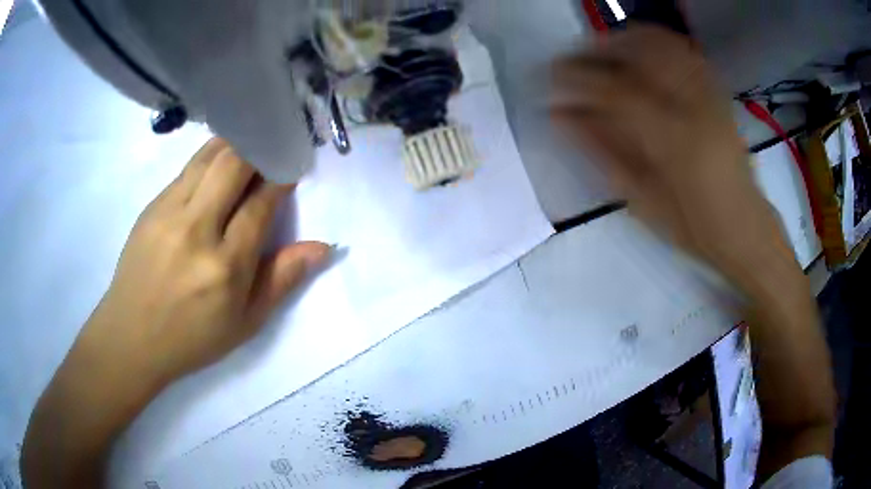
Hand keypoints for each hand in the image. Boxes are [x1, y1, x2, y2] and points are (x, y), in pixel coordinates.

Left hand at [79, 138, 329, 387]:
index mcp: (226, 266)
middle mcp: (197, 229)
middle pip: (233, 164)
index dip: (280, 179)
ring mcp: (169, 213)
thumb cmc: (192, 337)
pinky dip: (209, 158)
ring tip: (249, 146)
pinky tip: (216, 166)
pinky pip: (187, 169)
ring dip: (234, 144)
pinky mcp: (152, 206)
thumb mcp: (245, 322)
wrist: (132, 336)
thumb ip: (282, 279)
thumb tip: (322, 247)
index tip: (292, 166)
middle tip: (272, 148)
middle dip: (259, 149)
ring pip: (208, 157)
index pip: (261, 203)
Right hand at [551, 25, 794, 288]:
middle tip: (571, 60)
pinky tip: (639, 51)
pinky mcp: (718, 92)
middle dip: (595, 49)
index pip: (613, 89)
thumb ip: (603, 152)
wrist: (745, 227)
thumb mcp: (642, 199)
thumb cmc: (692, 226)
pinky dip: (656, 41)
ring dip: (623, 39)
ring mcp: (709, 94)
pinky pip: (684, 50)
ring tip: (602, 51)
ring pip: (660, 42)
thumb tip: (559, 116)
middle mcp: (692, 107)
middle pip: (635, 54)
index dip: (575, 77)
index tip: (549, 76)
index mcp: (671, 140)